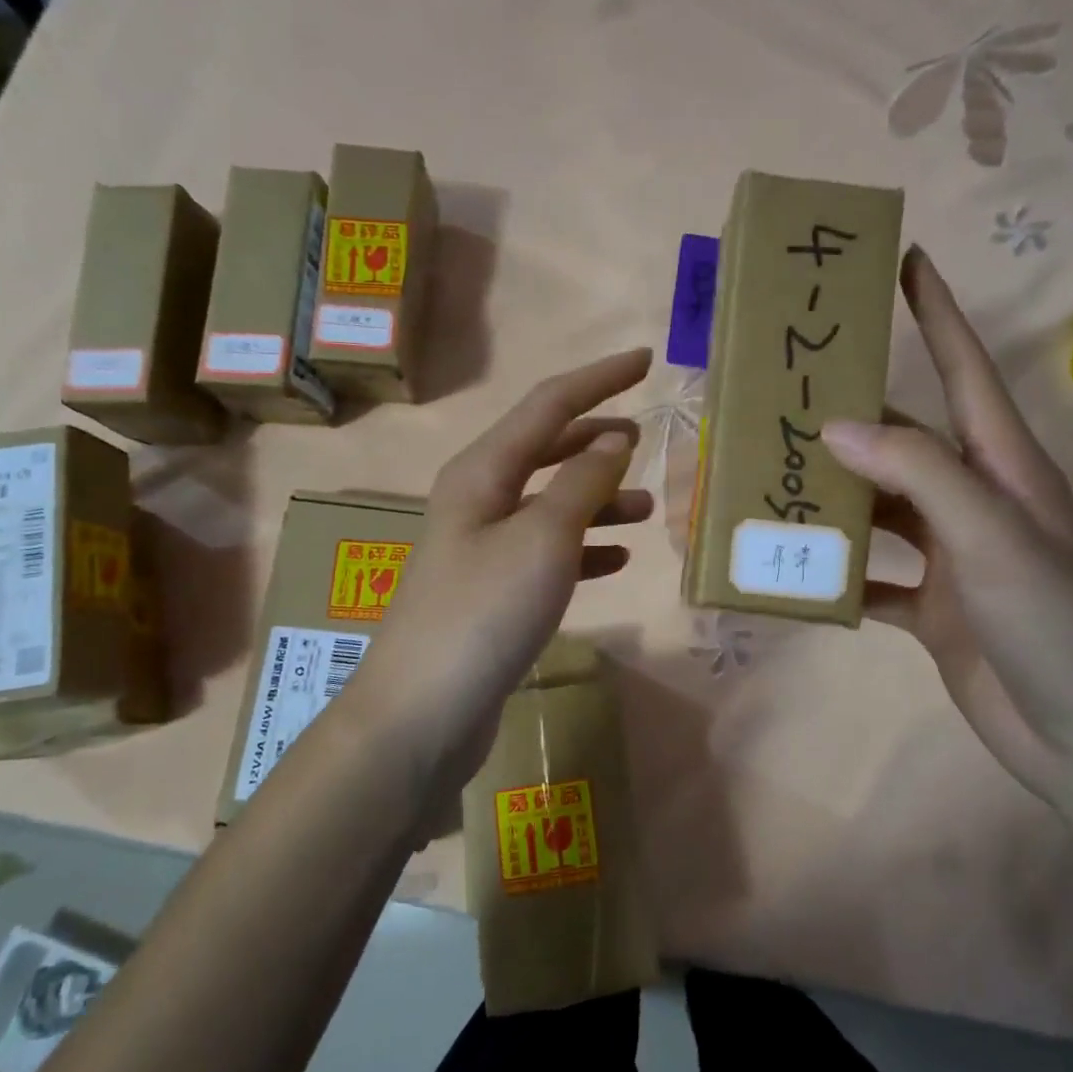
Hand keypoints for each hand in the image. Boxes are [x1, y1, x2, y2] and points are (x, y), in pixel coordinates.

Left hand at [338, 348, 653, 799]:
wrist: (423, 711)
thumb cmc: (484, 612)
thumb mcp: (543, 538)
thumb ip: (583, 483)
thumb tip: (615, 438)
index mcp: (483, 471)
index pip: (549, 404)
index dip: (600, 379)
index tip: (646, 360)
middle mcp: (479, 499)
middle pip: (547, 449)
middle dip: (597, 439)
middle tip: (646, 438)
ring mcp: (483, 546)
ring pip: (552, 502)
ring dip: (599, 498)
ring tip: (648, 509)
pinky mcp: (493, 590)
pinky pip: (548, 550)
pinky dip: (585, 547)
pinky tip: (617, 559)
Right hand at [821, 247, 1072, 802]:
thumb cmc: (1052, 621)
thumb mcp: (990, 533)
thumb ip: (917, 472)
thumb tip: (839, 424)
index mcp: (1003, 467)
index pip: (964, 370)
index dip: (937, 314)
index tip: (904, 262)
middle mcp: (975, 502)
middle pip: (906, 441)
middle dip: (854, 416)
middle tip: (790, 393)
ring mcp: (952, 557)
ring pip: (881, 510)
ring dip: (835, 499)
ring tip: (776, 480)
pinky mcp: (932, 607)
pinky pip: (873, 577)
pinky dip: (838, 575)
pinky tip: (795, 571)